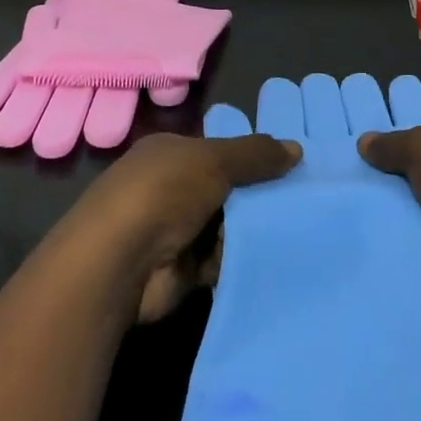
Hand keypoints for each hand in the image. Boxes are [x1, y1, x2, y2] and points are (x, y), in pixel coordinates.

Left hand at [71, 131, 298, 322]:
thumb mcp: (213, 160)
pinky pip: (222, 262)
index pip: (218, 151)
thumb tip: (296, 148)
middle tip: (302, 202)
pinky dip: (239, 261)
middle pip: (225, 190)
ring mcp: (174, 231)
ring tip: (295, 230)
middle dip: (257, 197)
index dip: (251, 158)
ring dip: (251, 232)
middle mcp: (170, 189)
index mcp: (170, 154)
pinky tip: (271, 258)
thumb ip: (255, 155)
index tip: (289, 167)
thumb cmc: (163, 194)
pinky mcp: (181, 271)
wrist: (118, 264)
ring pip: (227, 227)